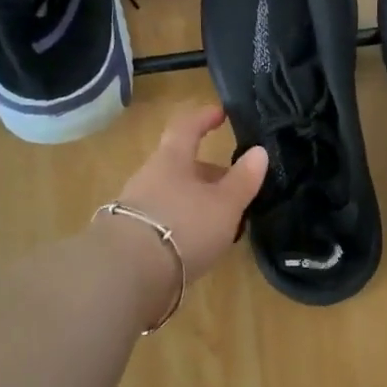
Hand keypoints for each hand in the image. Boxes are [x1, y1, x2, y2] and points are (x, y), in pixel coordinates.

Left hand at [111, 104, 267, 284]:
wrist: (128, 274)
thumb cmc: (183, 226)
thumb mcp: (224, 204)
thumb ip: (243, 179)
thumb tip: (259, 151)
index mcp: (172, 160)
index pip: (187, 127)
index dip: (204, 118)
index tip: (221, 113)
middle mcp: (149, 177)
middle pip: (181, 166)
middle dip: (209, 174)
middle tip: (235, 187)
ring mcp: (136, 207)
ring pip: (174, 195)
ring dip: (197, 202)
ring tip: (222, 222)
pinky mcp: (130, 237)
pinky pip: (164, 220)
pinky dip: (184, 225)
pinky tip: (198, 243)